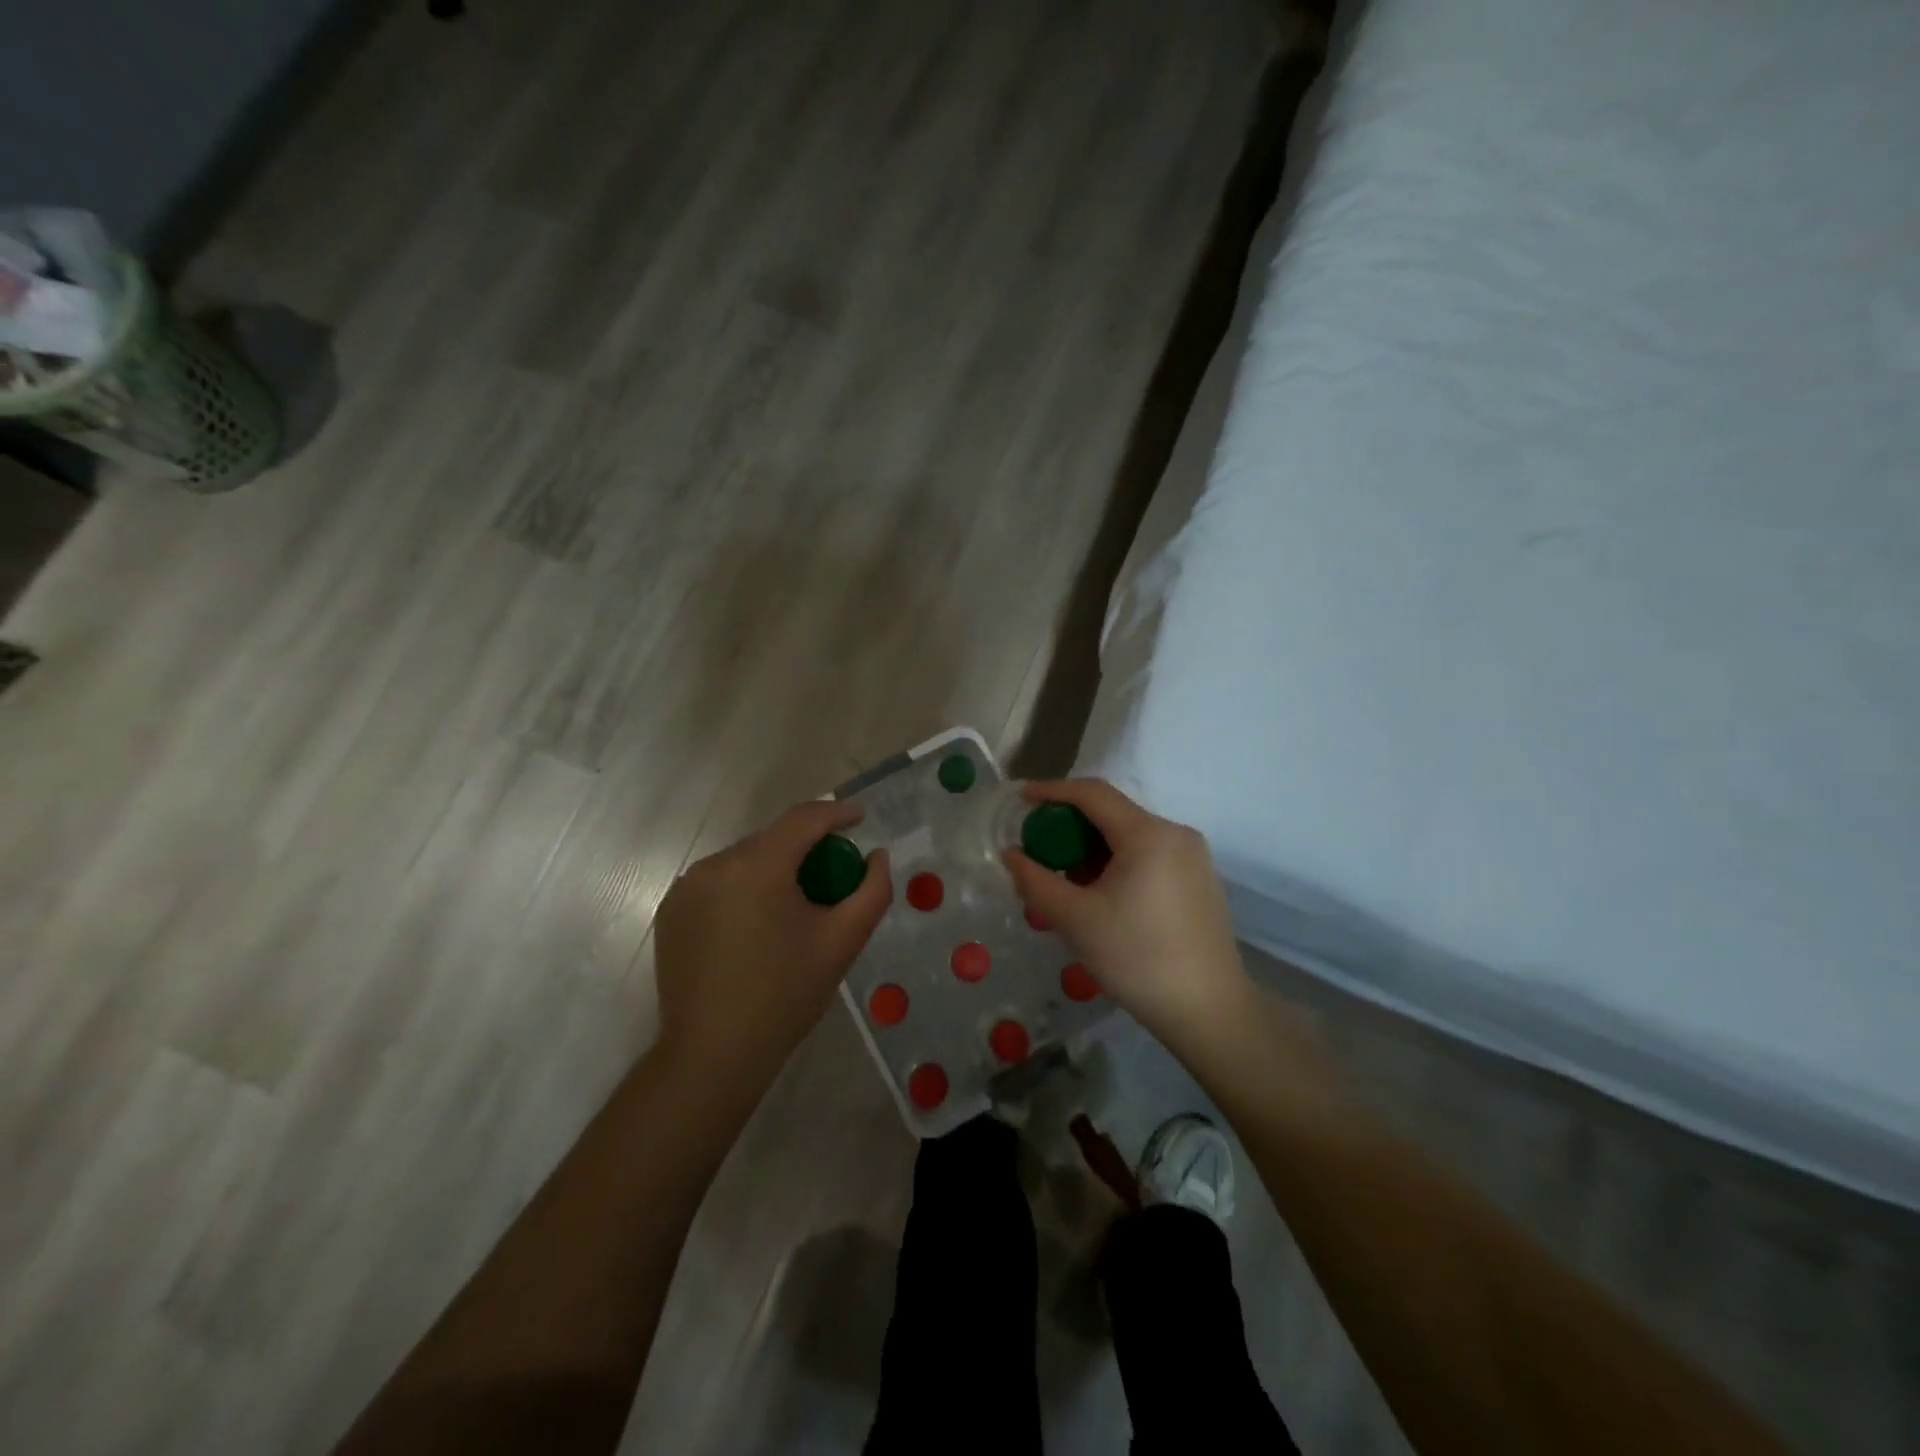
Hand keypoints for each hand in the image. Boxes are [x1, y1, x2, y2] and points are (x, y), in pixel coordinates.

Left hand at [655, 799, 890, 1089]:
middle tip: (833, 875)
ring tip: (794, 905)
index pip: (804, 819)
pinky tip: (757, 925)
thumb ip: (872, 891)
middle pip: (773, 839)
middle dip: (806, 847)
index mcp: (758, 866)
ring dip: (774, 869)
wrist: (713, 1055)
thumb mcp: (843, 941)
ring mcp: (687, 887)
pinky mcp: (671, 910)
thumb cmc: (785, 995)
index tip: (860, 819)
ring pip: (744, 860)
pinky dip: (744, 889)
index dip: (836, 813)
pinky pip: (718, 883)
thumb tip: (877, 856)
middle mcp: (716, 864)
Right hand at [1003, 779, 1253, 1052]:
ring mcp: (1192, 856)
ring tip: (1064, 879)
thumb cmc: (1138, 959)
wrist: (1209, 1011)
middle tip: (1038, 849)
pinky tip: (1099, 893)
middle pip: (1112, 813)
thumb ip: (1036, 881)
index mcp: (1148, 834)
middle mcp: (1175, 833)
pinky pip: (1148, 855)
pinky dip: (1116, 862)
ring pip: (1129, 836)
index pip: (1092, 793)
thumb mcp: (1076, 920)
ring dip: (1092, 848)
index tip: (1020, 799)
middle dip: (1070, 826)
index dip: (1052, 791)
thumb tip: (1011, 855)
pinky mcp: (1198, 879)